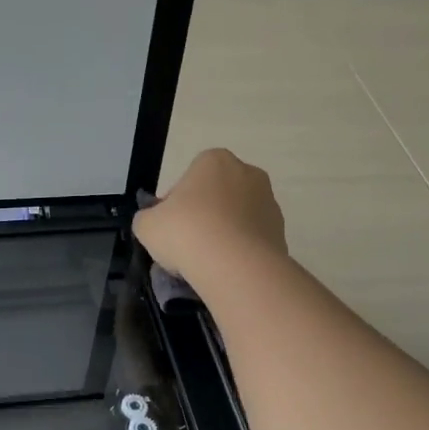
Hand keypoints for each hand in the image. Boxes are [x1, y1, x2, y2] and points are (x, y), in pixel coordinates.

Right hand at [136, 148, 288, 289]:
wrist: (234, 266)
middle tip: (187, 244)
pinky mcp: (281, 232)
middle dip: (203, 216)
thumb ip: (148, 218)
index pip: (188, 179)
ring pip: (236, 217)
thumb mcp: (146, 225)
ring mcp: (269, 202)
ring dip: (223, 233)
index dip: (175, 205)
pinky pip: (252, 239)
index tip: (169, 228)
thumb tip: (155, 223)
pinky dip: (240, 251)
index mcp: (214, 160)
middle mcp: (247, 173)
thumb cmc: (186, 232)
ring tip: (207, 262)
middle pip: (216, 196)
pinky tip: (226, 269)